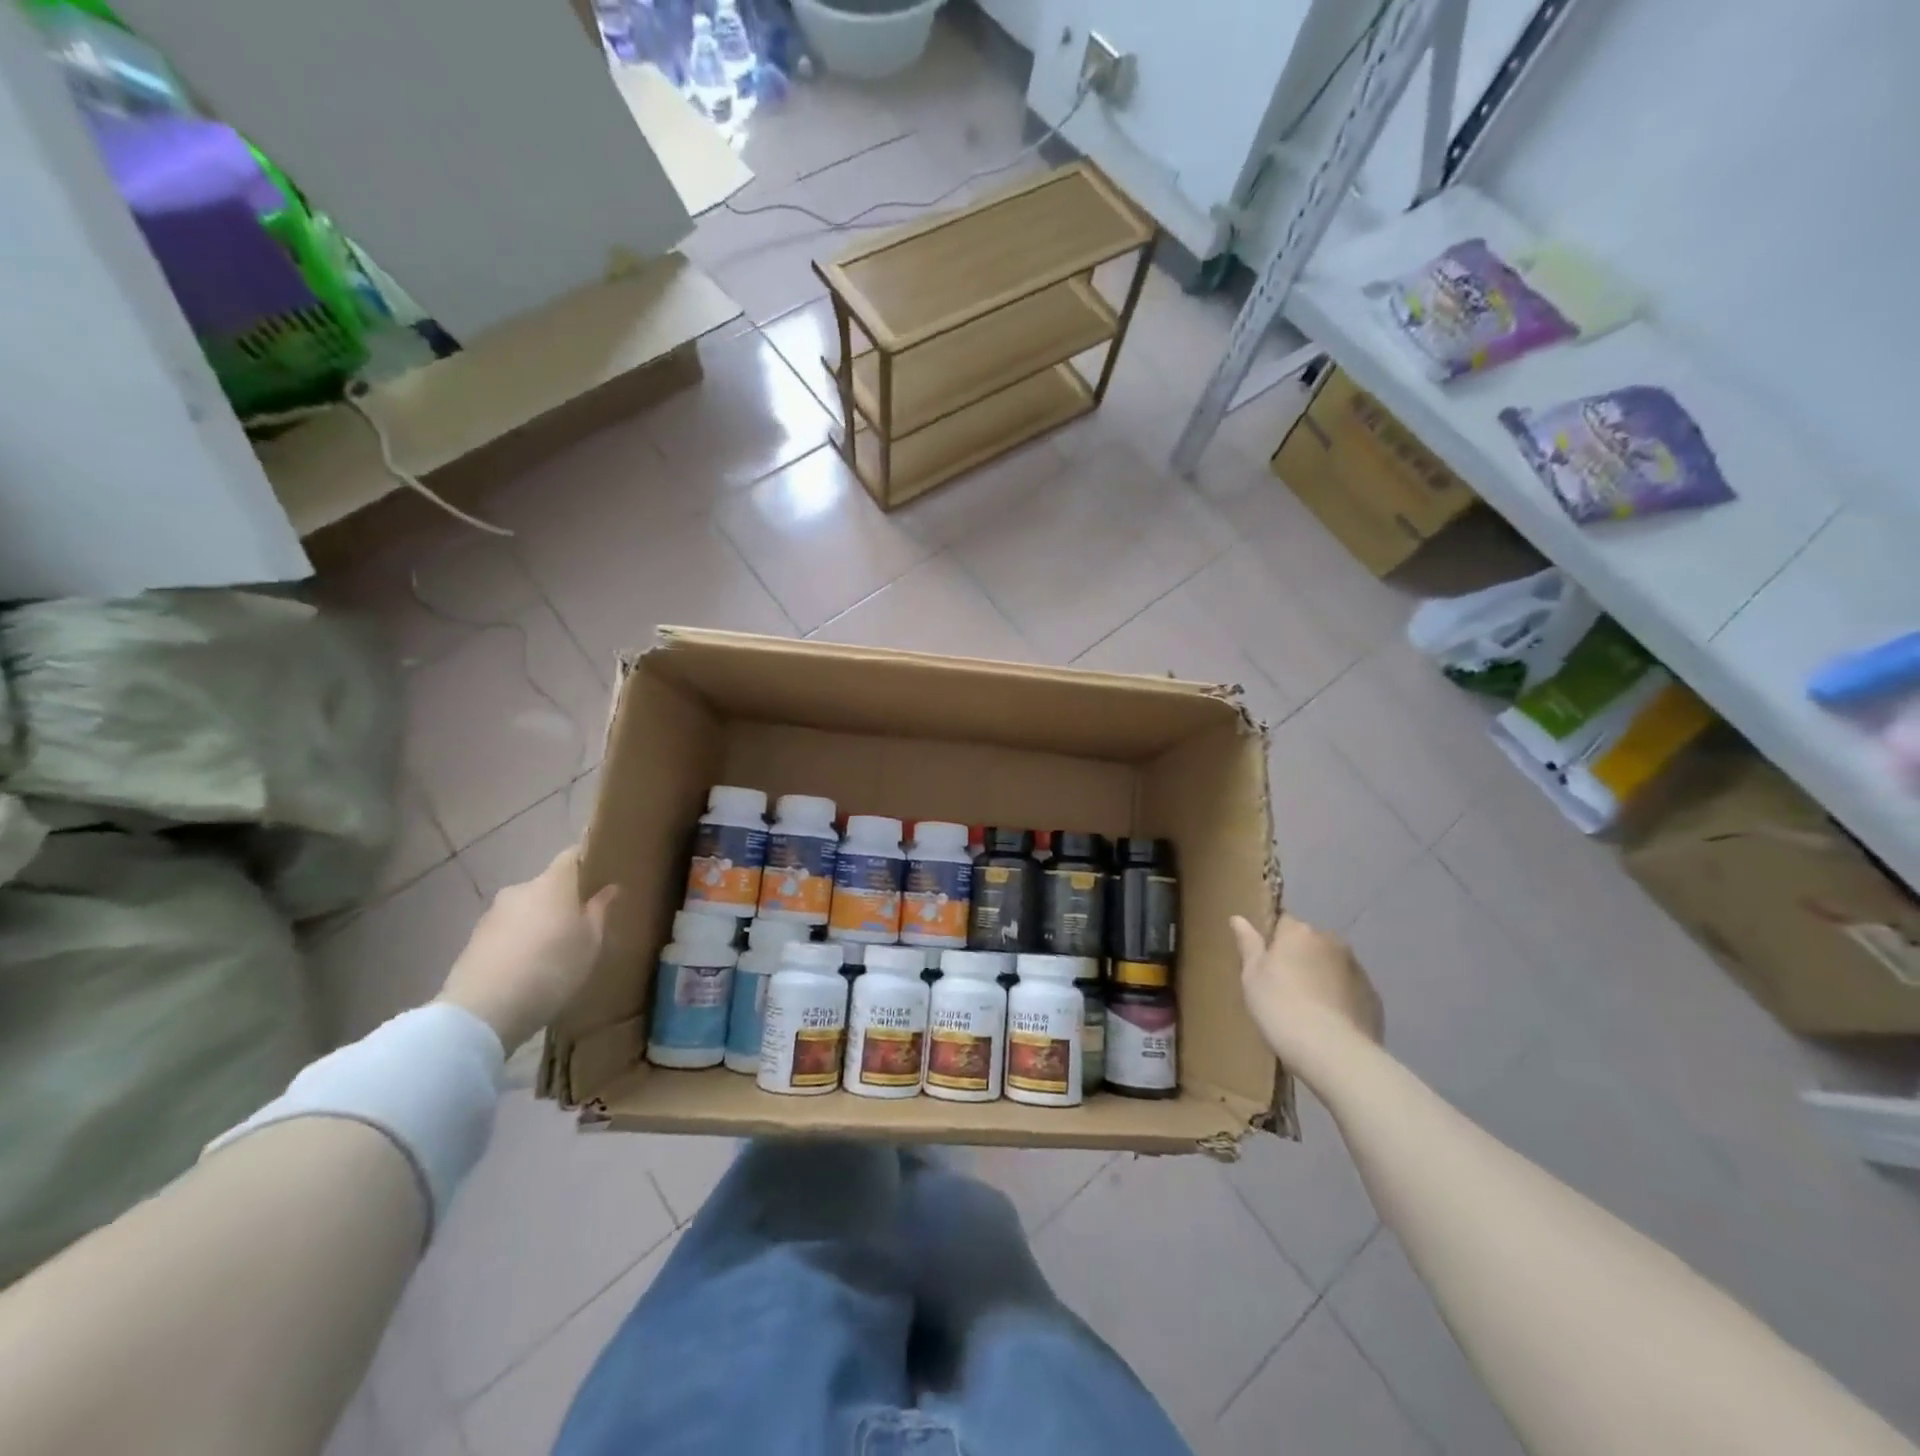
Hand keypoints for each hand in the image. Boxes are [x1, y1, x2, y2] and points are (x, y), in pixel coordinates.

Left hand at [439, 847, 616, 1050]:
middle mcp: (521, 889)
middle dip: (564, 900)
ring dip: (540, 923)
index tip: (602, 877)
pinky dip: (520, 942)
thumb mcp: (590, 943)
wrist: (483, 1010)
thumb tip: (608, 888)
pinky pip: (508, 932)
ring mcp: (493, 914)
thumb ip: (600, 911)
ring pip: (526, 909)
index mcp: (553, 883)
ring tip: (554, 952)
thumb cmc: (552, 968)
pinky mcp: (474, 940)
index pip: (572, 856)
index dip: (588, 862)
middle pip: (548, 886)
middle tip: (582, 925)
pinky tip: (529, 968)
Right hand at [1230, 913, 1382, 1070]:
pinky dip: (1339, 998)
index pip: (1283, 921)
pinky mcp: (1373, 996)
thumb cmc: (1280, 1007)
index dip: (1273, 940)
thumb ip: (1248, 944)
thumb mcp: (1252, 976)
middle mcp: (1331, 941)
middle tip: (1283, 987)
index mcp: (1298, 932)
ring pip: (1332, 965)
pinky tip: (1329, 1022)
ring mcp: (1357, 968)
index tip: (1264, 962)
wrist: (1333, 1052)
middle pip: (1309, 943)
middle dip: (1299, 957)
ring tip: (1308, 1008)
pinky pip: (1350, 989)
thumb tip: (1238, 918)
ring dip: (1321, 976)